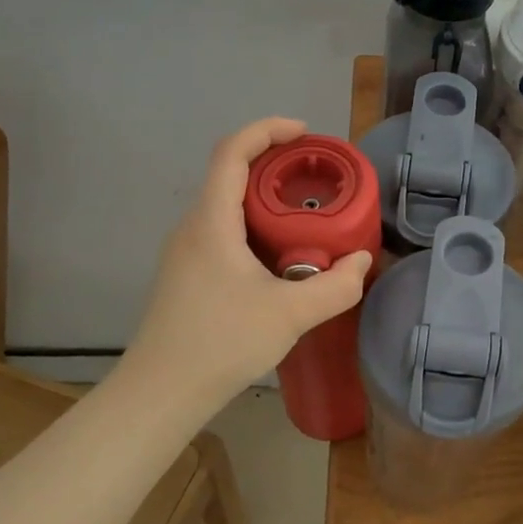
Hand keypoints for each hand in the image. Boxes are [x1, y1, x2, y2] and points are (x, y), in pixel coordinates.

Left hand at [124, 117, 372, 410]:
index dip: (267, 130)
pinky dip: (256, 225)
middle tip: (317, 177)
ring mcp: (187, 252)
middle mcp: (194, 227)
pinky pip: (225, 231)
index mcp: (212, 222)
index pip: (232, 152)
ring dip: (266, 198)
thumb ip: (335, 286)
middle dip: (275, 165)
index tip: (304, 133)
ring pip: (228, 206)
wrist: (161, 393)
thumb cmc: (221, 342)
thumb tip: (361, 262)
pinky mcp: (190, 275)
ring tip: (308, 213)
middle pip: (231, 175)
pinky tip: (282, 255)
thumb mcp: (291, 314)